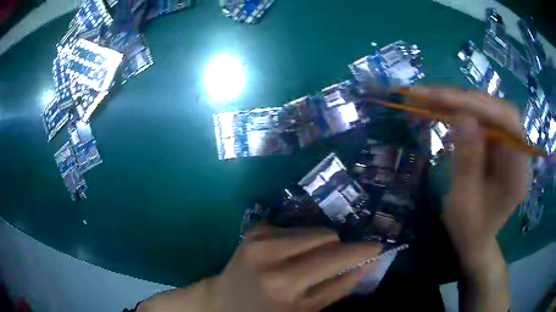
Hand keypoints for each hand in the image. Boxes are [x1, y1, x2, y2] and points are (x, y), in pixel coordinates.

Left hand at [216, 224, 381, 311]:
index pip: (335, 258)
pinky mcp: (254, 230)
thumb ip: (337, 288)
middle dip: (340, 248)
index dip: (361, 251)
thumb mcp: (305, 311)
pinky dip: (301, 241)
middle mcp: (270, 254)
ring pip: (313, 229)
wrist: (223, 302)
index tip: (377, 247)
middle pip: (327, 236)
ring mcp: (259, 238)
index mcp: (284, 283)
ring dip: (321, 244)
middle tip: (339, 261)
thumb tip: (367, 264)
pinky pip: (295, 227)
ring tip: (309, 262)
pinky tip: (290, 256)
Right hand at [409, 87, 526, 310]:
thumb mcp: (463, 204)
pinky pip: (481, 119)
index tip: (444, 101)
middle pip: (497, 110)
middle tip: (430, 95)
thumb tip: (463, 119)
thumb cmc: (469, 231)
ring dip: (460, 102)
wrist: (476, 241)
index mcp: (516, 175)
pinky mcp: (497, 144)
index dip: (479, 107)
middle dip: (465, 100)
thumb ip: (467, 163)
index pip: (507, 124)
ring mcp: (508, 146)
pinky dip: (460, 111)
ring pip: (488, 110)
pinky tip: (443, 112)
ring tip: (430, 99)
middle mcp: (517, 153)